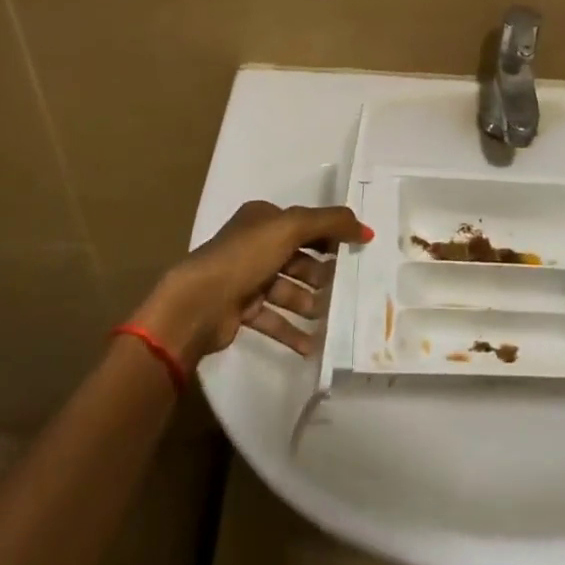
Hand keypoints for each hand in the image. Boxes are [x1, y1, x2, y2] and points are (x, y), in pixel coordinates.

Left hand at [133, 201, 371, 366]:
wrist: (197, 305)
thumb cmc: (244, 257)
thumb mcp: (291, 227)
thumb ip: (331, 223)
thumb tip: (367, 230)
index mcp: (262, 219)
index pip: (305, 224)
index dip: (332, 236)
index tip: (358, 251)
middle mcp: (254, 245)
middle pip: (299, 258)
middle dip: (323, 274)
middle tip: (348, 288)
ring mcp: (246, 279)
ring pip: (289, 289)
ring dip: (311, 303)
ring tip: (332, 317)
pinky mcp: (241, 310)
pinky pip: (275, 319)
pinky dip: (293, 330)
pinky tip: (313, 345)